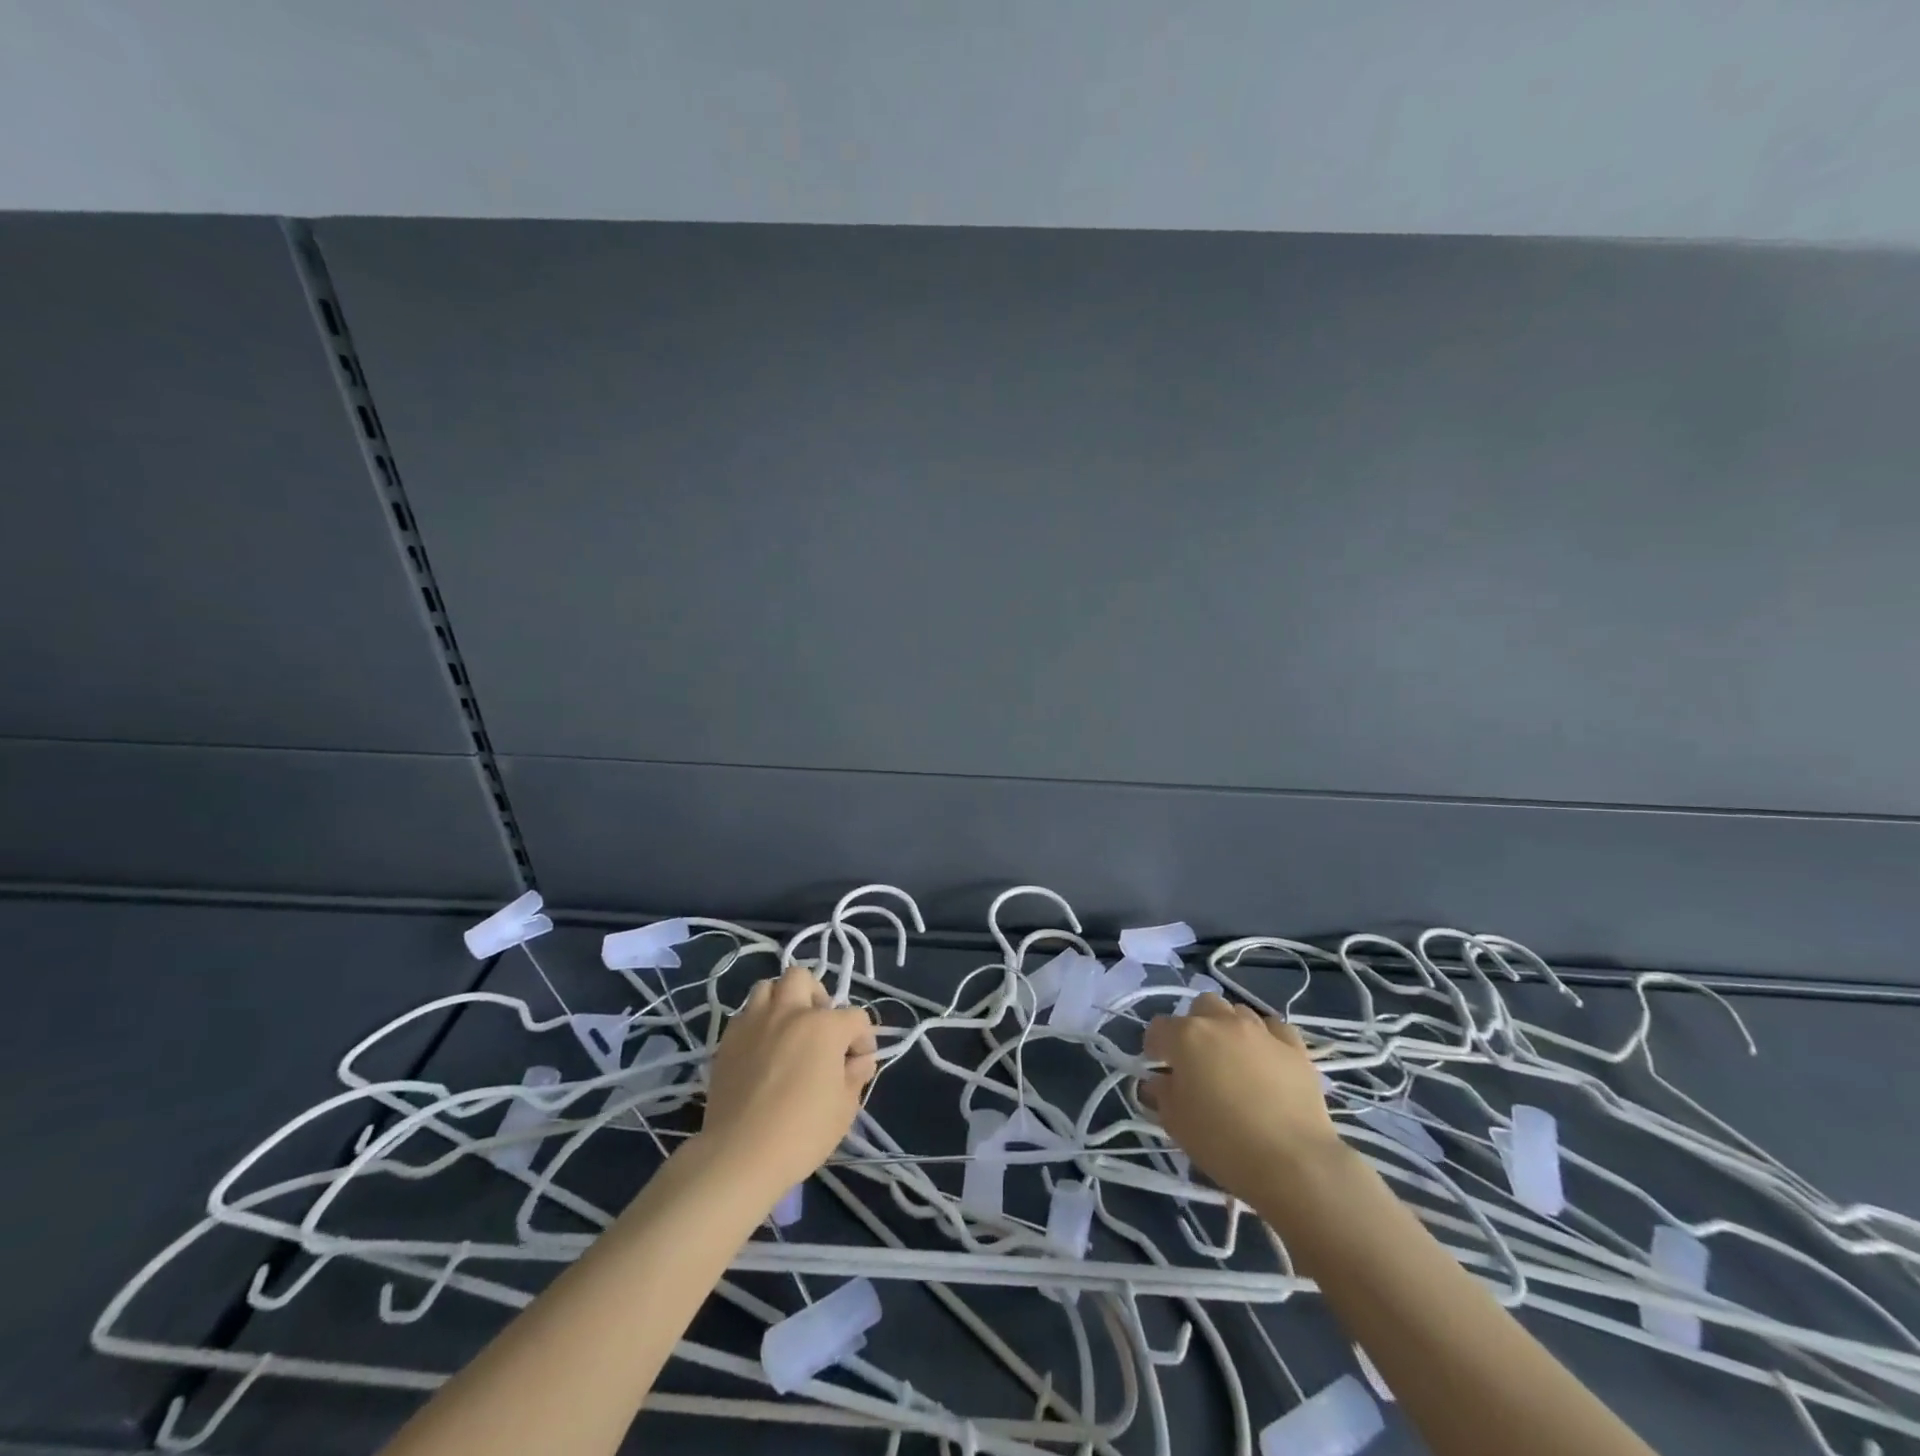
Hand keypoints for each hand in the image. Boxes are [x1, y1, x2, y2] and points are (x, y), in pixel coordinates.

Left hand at [699, 965, 876, 1201]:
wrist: (740, 1155)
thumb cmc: (801, 1133)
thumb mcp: (844, 1109)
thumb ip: (856, 1076)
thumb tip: (859, 1060)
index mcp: (824, 1026)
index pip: (855, 1017)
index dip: (863, 1039)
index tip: (859, 1063)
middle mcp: (789, 1013)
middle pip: (803, 979)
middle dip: (816, 997)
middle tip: (819, 1028)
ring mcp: (754, 1022)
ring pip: (768, 987)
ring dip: (781, 1001)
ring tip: (786, 1030)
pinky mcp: (727, 1040)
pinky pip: (745, 1014)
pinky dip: (757, 1022)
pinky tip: (761, 1049)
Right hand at [1142, 994, 1341, 1203]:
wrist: (1294, 1163)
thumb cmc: (1223, 1143)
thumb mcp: (1176, 1123)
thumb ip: (1162, 1095)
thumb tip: (1158, 1082)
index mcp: (1187, 1037)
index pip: (1159, 1028)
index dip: (1155, 1046)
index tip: (1160, 1067)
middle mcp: (1222, 1023)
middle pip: (1202, 1006)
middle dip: (1195, 1025)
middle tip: (1198, 1058)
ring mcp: (1261, 1032)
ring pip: (1238, 1011)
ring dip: (1230, 1028)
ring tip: (1234, 1058)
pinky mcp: (1295, 1048)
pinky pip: (1275, 1027)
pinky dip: (1266, 1037)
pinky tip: (1267, 1058)